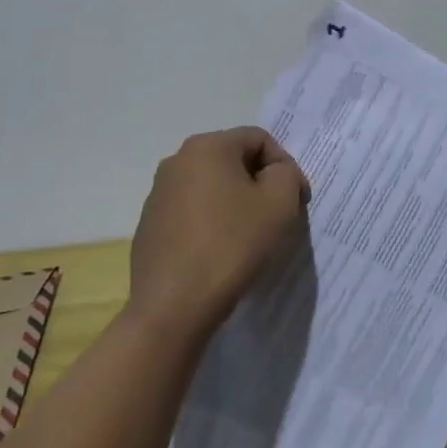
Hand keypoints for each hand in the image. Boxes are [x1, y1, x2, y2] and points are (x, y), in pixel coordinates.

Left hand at [127, 126, 309, 336]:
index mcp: (207, 147)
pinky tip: (221, 253)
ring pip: (212, 187)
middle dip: (260, 184)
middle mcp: (177, 161)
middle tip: (279, 217)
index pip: (260, 140)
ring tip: (251, 237)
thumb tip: (274, 174)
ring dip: (236, 203)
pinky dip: (212, 223)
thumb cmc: (232, 244)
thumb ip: (286, 174)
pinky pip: (192, 213)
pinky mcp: (149, 227)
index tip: (297, 200)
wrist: (173, 307)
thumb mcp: (280, 202)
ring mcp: (158, 195)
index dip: (285, 166)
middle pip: (234, 161)